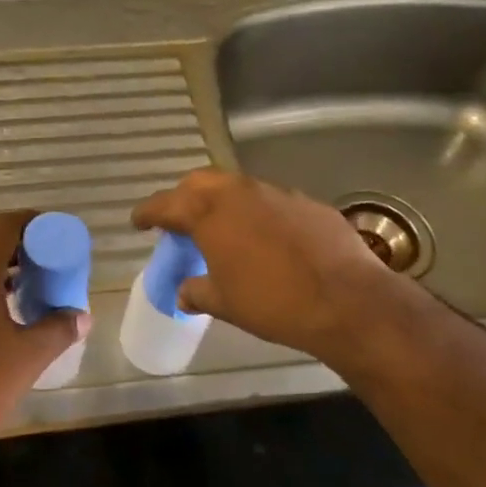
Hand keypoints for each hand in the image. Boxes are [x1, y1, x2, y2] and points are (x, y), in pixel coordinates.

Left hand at [0, 210, 89, 472]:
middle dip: (23, 251)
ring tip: (36, 293)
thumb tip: (81, 316)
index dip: (32, 222)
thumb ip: (59, 329)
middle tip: (53, 266)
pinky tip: (8, 319)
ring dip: (4, 275)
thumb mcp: (30, 356)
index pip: (3, 227)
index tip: (56, 232)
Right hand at [131, 168, 390, 365]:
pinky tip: (267, 239)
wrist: (347, 302)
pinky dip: (259, 214)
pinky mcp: (309, 204)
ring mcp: (278, 194)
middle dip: (183, 197)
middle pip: (200, 183)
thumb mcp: (224, 303)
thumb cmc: (272, 303)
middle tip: (178, 219)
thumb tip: (184, 292)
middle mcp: (240, 193)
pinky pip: (272, 202)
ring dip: (223, 203)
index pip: (166, 204)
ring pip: (239, 188)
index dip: (148, 212)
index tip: (138, 221)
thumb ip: (197, 292)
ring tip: (222, 228)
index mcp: (210, 214)